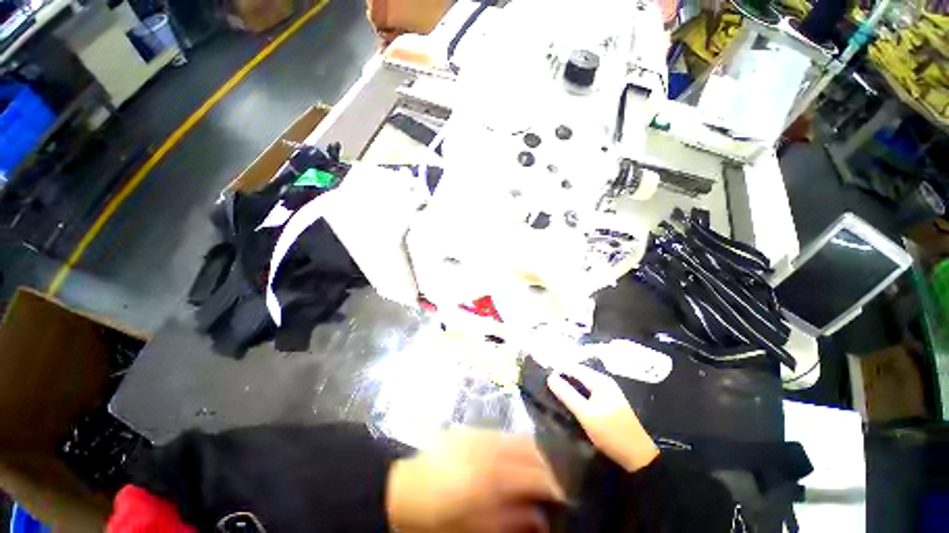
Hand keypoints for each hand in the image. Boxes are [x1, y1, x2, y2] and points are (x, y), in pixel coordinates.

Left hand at [386, 428, 564, 532]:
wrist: (405, 486)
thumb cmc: (439, 515)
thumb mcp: (475, 528)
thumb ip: (511, 521)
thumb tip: (539, 518)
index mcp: (495, 477)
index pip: (536, 476)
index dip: (554, 487)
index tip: (563, 497)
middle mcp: (493, 449)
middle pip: (532, 451)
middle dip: (547, 466)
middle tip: (553, 484)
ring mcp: (482, 435)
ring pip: (519, 438)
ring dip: (534, 453)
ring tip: (537, 470)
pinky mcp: (473, 430)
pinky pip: (503, 433)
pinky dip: (516, 444)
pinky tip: (515, 456)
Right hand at [547, 364, 658, 472]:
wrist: (638, 456)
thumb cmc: (611, 433)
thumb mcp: (586, 414)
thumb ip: (567, 394)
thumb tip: (550, 376)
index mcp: (600, 380)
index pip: (573, 367)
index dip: (557, 369)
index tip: (542, 374)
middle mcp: (604, 381)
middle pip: (577, 373)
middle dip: (562, 376)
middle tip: (545, 383)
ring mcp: (607, 390)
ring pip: (581, 382)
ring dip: (568, 384)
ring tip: (553, 390)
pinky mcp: (607, 401)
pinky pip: (587, 390)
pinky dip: (576, 392)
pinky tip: (569, 399)